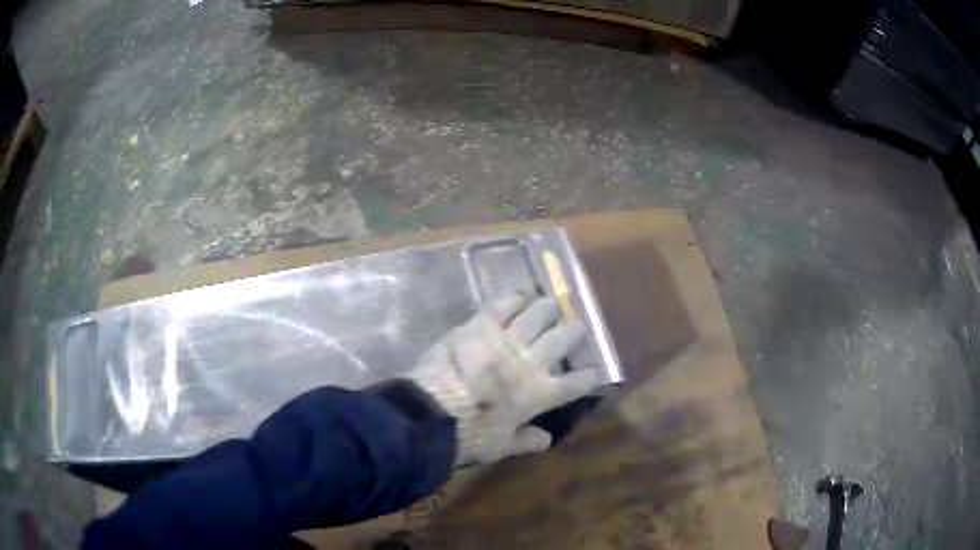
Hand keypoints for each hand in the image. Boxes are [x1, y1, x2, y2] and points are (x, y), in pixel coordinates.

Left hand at [403, 291, 598, 466]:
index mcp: (541, 394)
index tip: (590, 371)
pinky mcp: (481, 324)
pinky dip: (516, 297)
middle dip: (574, 331)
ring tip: (549, 308)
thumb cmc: (470, 436)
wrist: (431, 414)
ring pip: (541, 312)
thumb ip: (526, 440)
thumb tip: (546, 439)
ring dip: (549, 308)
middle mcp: (532, 361)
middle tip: (573, 329)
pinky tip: (520, 297)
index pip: (577, 382)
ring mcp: (508, 339)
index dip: (588, 376)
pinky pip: (505, 302)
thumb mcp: (501, 447)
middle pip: (565, 336)